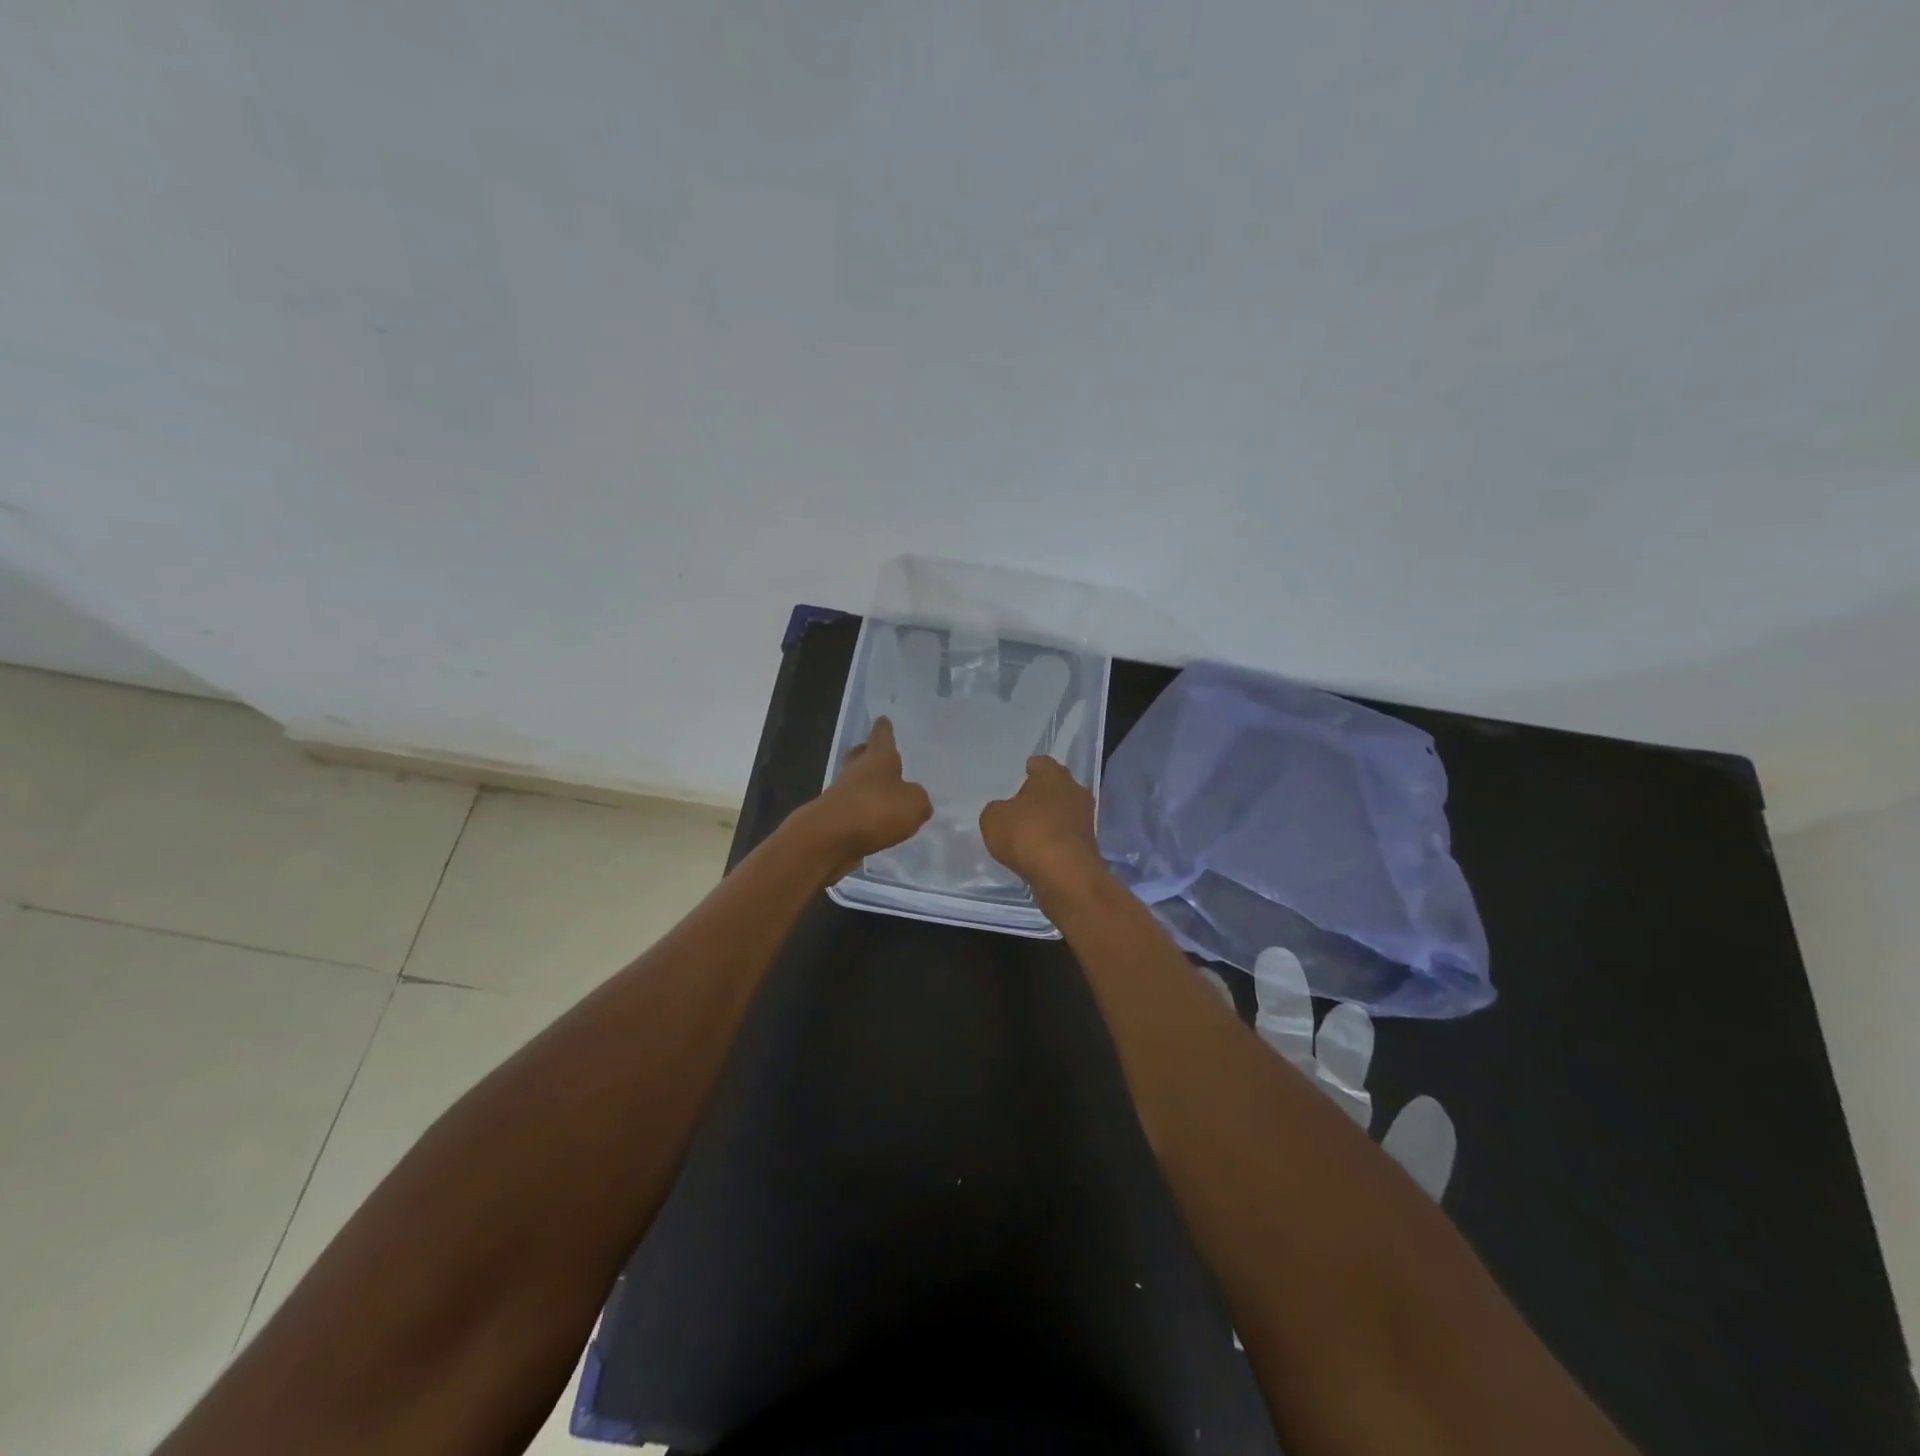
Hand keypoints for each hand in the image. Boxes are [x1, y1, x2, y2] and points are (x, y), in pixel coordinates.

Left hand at [804, 718, 933, 881]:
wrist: (829, 838)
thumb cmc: (875, 810)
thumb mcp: (914, 804)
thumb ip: (919, 799)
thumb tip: (914, 799)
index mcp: (878, 757)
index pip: (882, 735)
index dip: (884, 728)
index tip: (883, 719)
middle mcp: (857, 770)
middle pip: (861, 756)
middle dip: (868, 754)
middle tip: (877, 753)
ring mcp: (842, 794)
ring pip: (856, 784)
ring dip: (868, 787)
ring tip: (886, 795)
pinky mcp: (835, 819)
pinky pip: (854, 810)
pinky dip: (864, 813)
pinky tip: (877, 822)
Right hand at [980, 755, 1100, 890]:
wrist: (1064, 875)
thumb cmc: (1027, 834)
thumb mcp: (993, 819)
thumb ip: (997, 810)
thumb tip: (1004, 813)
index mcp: (1053, 775)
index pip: (1042, 763)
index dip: (1031, 768)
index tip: (1024, 773)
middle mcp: (1075, 791)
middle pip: (1058, 787)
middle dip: (1044, 794)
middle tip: (1025, 803)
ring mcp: (1086, 819)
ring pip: (1065, 812)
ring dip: (1052, 818)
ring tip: (1031, 829)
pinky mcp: (1089, 846)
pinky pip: (1067, 836)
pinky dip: (1056, 841)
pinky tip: (1041, 850)